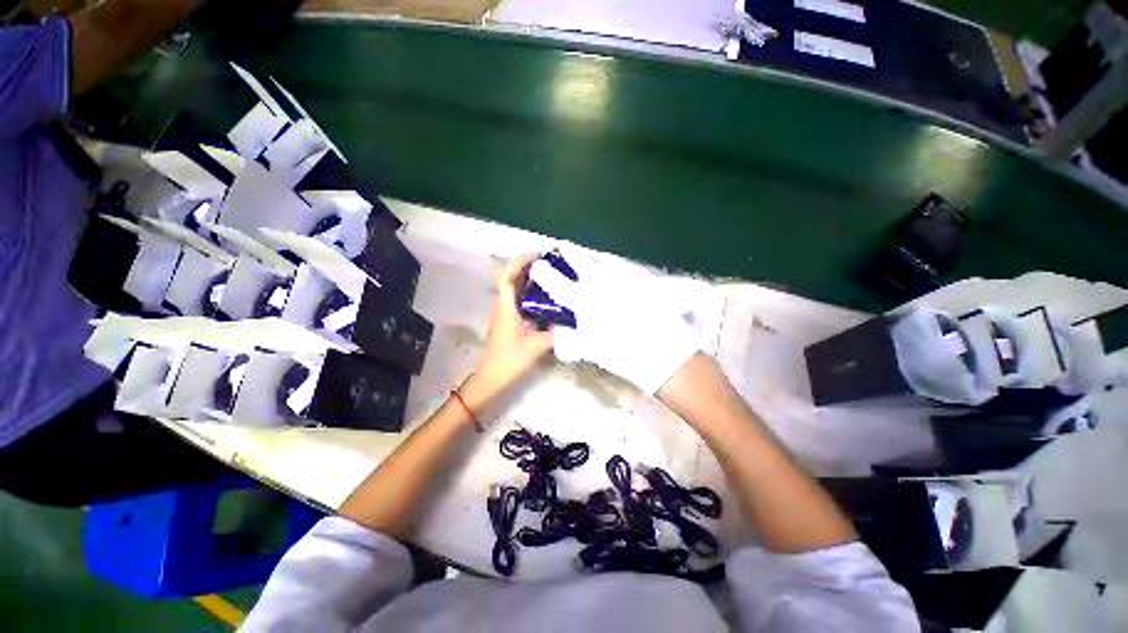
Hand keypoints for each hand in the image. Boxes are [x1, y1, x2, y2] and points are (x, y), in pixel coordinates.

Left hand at [462, 254, 554, 409]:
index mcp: (506, 307)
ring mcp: (505, 314)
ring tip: (551, 276)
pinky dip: (531, 294)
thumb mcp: (537, 346)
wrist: (491, 380)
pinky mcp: (509, 323)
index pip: (508, 276)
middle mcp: (504, 306)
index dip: (521, 261)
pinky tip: (547, 299)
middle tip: (551, 264)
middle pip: (512, 279)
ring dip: (530, 280)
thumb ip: (557, 333)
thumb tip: (574, 323)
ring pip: (516, 290)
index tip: (539, 255)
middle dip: (529, 267)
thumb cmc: (510, 360)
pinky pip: (519, 301)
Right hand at [529, 244, 700, 393]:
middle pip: (581, 261)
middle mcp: (601, 284)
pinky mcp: (642, 281)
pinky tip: (613, 266)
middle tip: (563, 246)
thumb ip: (572, 340)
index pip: (558, 283)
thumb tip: (560, 332)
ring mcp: (623, 280)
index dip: (545, 273)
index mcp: (584, 301)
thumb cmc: (623, 355)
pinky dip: (615, 265)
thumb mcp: (592, 351)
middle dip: (570, 252)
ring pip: (602, 260)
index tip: (538, 265)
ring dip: (591, 256)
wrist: (664, 352)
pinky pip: (624, 267)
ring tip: (586, 254)